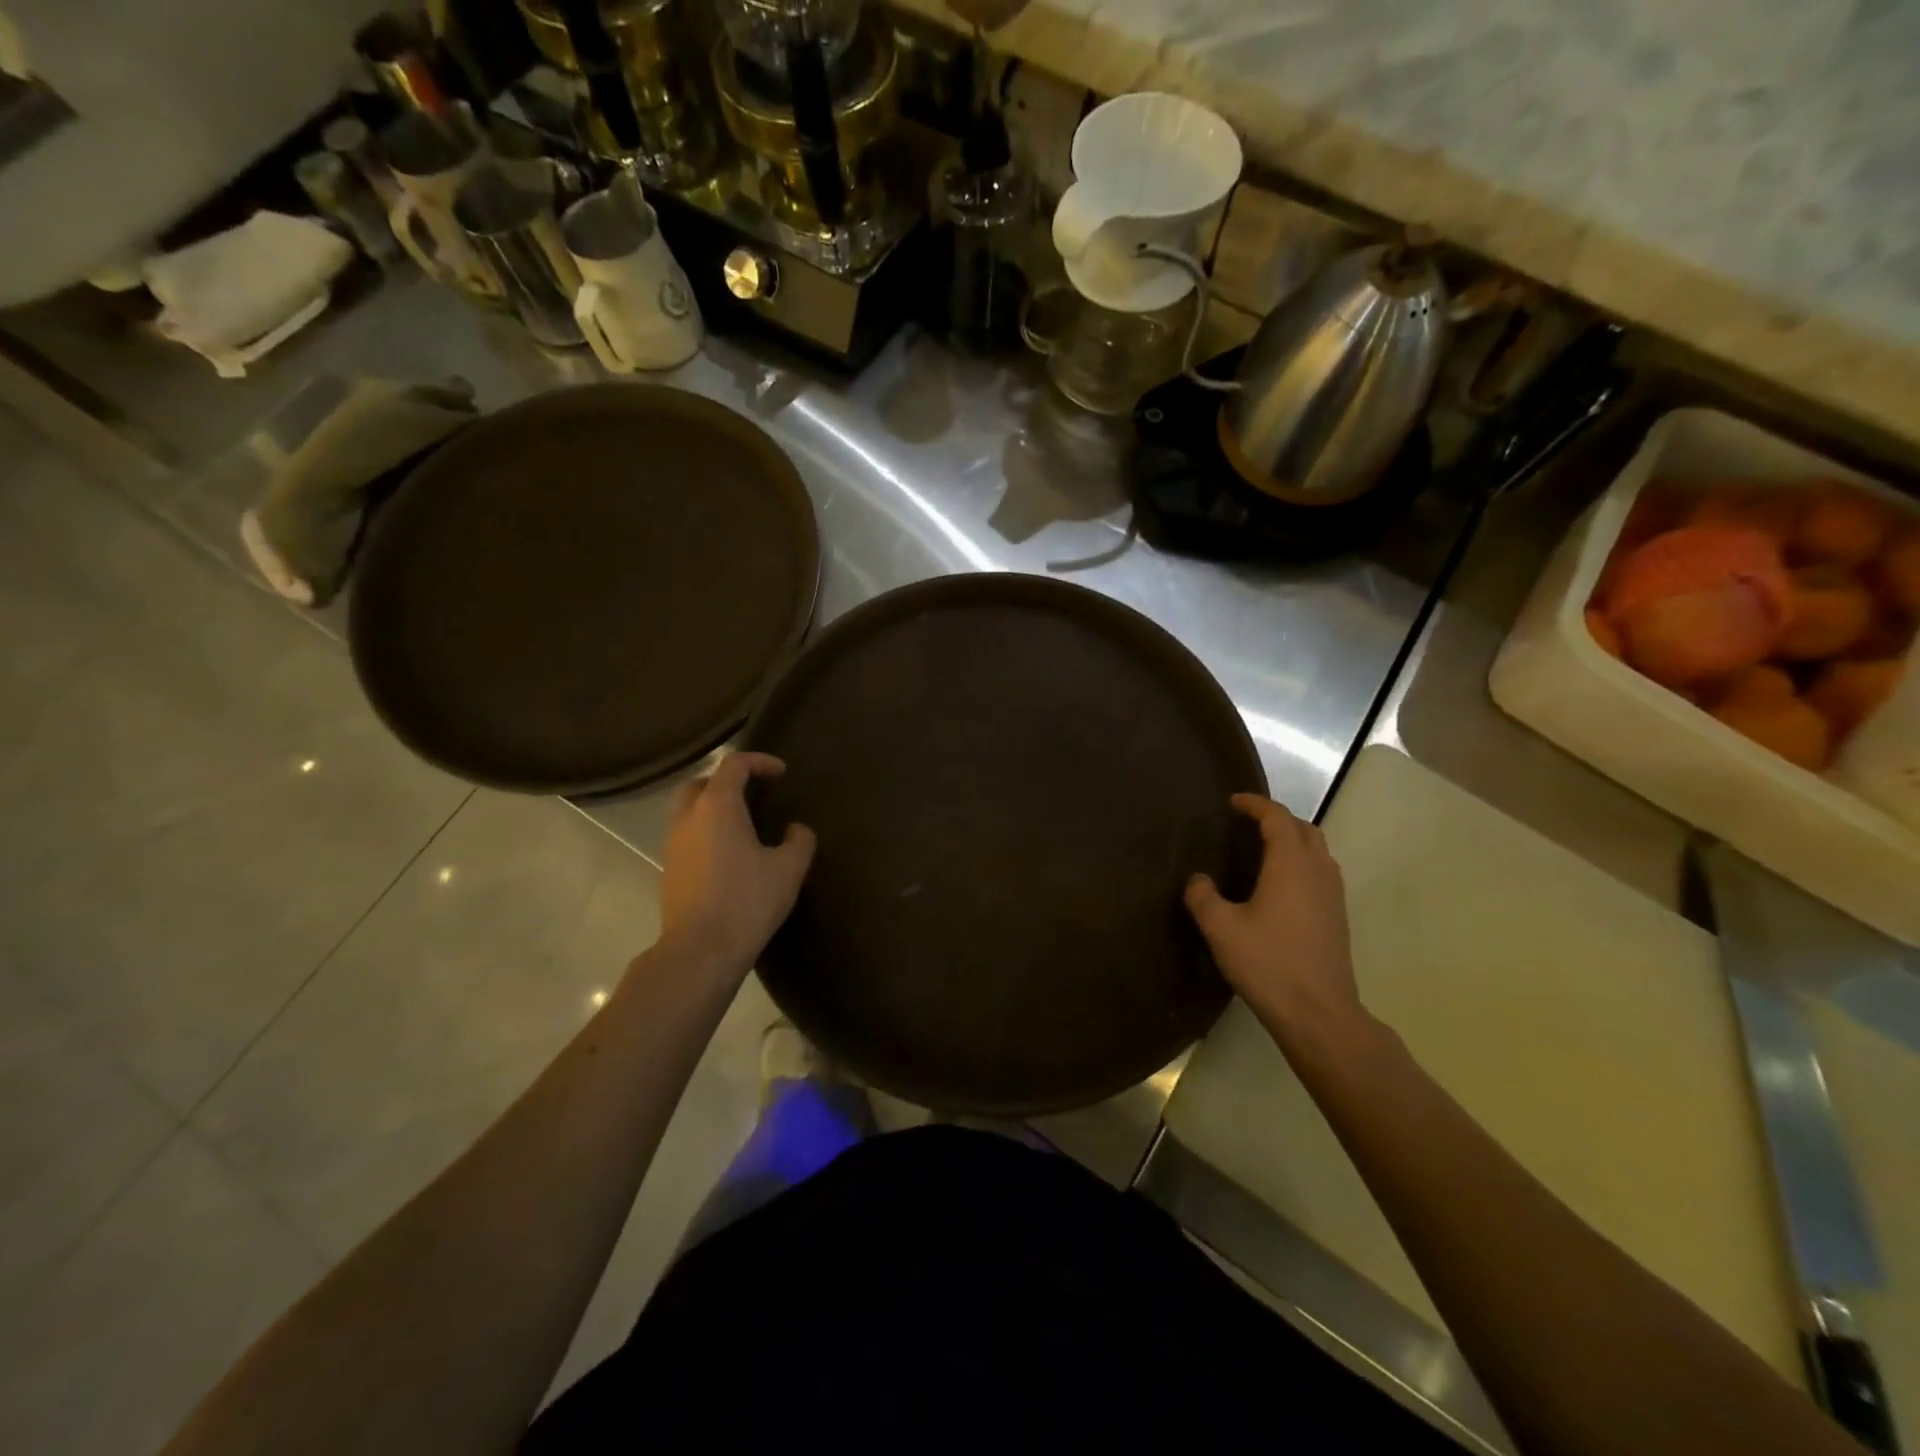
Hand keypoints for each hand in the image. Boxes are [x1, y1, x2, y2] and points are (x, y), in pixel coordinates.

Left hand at [656, 752, 815, 974]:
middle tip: (753, 792)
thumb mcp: (789, 869)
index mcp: (717, 807)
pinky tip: (729, 856)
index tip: (781, 773)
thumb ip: (799, 841)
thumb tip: (796, 829)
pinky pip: (687, 838)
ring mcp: (673, 846)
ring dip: (713, 808)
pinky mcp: (669, 872)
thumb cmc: (747, 901)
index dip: (759, 762)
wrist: (700, 951)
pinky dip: (706, 833)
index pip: (733, 765)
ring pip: (688, 811)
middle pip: (700, 783)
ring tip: (743, 824)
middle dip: (726, 780)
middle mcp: (689, 818)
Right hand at [1185, 793, 1368, 1054]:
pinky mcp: (1338, 917)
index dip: (1256, 805)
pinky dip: (1302, 863)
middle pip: (1304, 829)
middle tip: (1249, 823)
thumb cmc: (1268, 964)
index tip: (1234, 802)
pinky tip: (1281, 886)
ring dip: (1294, 840)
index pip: (1277, 818)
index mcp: (1291, 865)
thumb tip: (1198, 880)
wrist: (1319, 1013)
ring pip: (1318, 851)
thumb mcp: (1221, 929)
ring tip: (1264, 850)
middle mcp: (1318, 871)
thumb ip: (1203, 897)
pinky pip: (1321, 872)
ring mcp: (1333, 895)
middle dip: (1277, 818)